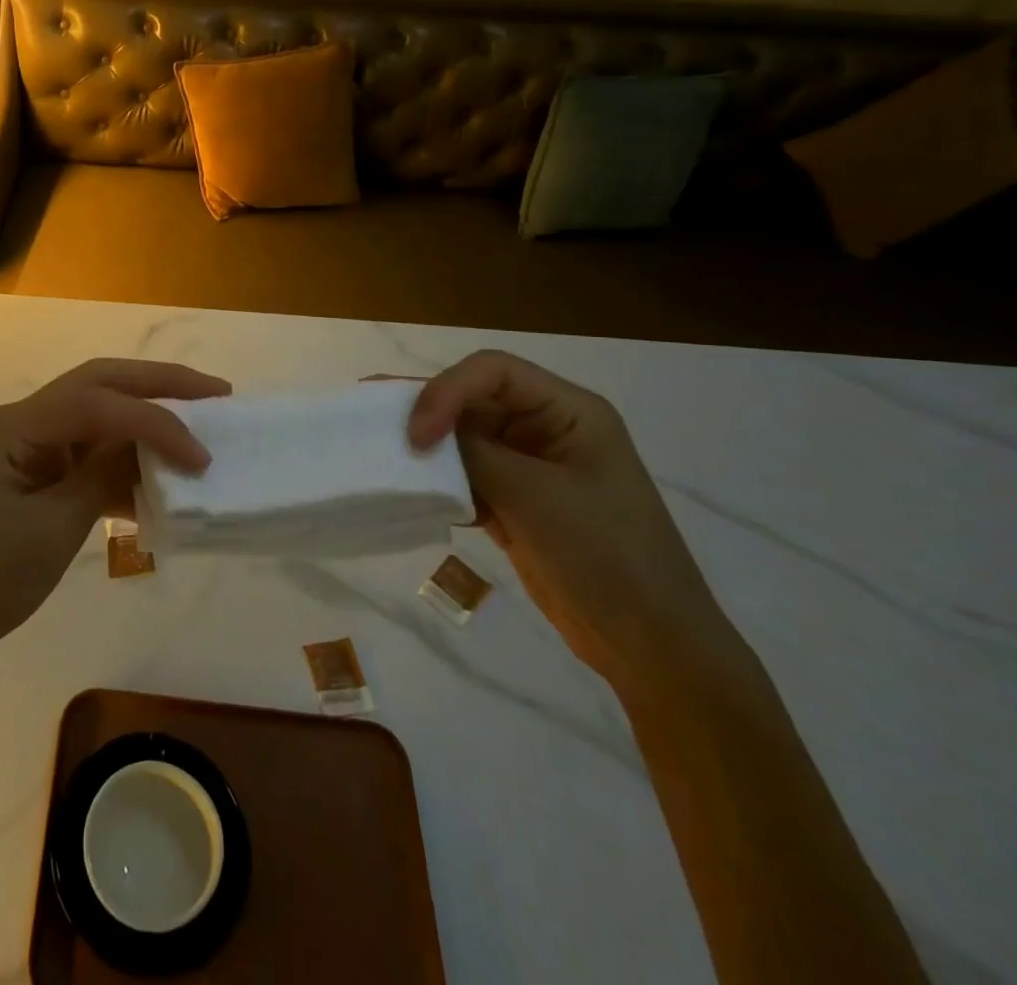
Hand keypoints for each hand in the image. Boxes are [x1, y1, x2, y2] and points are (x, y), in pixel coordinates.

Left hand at [0, 358, 230, 663]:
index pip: (96, 403)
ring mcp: (24, 441)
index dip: (155, 422)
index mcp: (12, 426)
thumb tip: (152, 444)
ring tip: (198, 421)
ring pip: (94, 412)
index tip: (201, 455)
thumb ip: (105, 475)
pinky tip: (157, 475)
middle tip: (215, 391)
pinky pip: (84, 449)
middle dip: (157, 384)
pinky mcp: (32, 466)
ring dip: (143, 418)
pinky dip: (121, 459)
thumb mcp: (55, 527)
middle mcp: (18, 419)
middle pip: (96, 384)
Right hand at [408, 350, 747, 695]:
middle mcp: (546, 428)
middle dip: (424, 406)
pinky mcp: (514, 501)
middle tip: (366, 409)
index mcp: (568, 411)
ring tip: (375, 445)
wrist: (650, 645)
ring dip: (425, 444)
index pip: (492, 371)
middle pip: (472, 398)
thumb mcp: (534, 497)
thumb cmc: (605, 557)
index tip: (417, 435)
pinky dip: (436, 480)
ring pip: (463, 437)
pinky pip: (464, 475)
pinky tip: (406, 488)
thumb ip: (474, 454)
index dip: (446, 389)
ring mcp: (529, 466)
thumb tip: (422, 434)